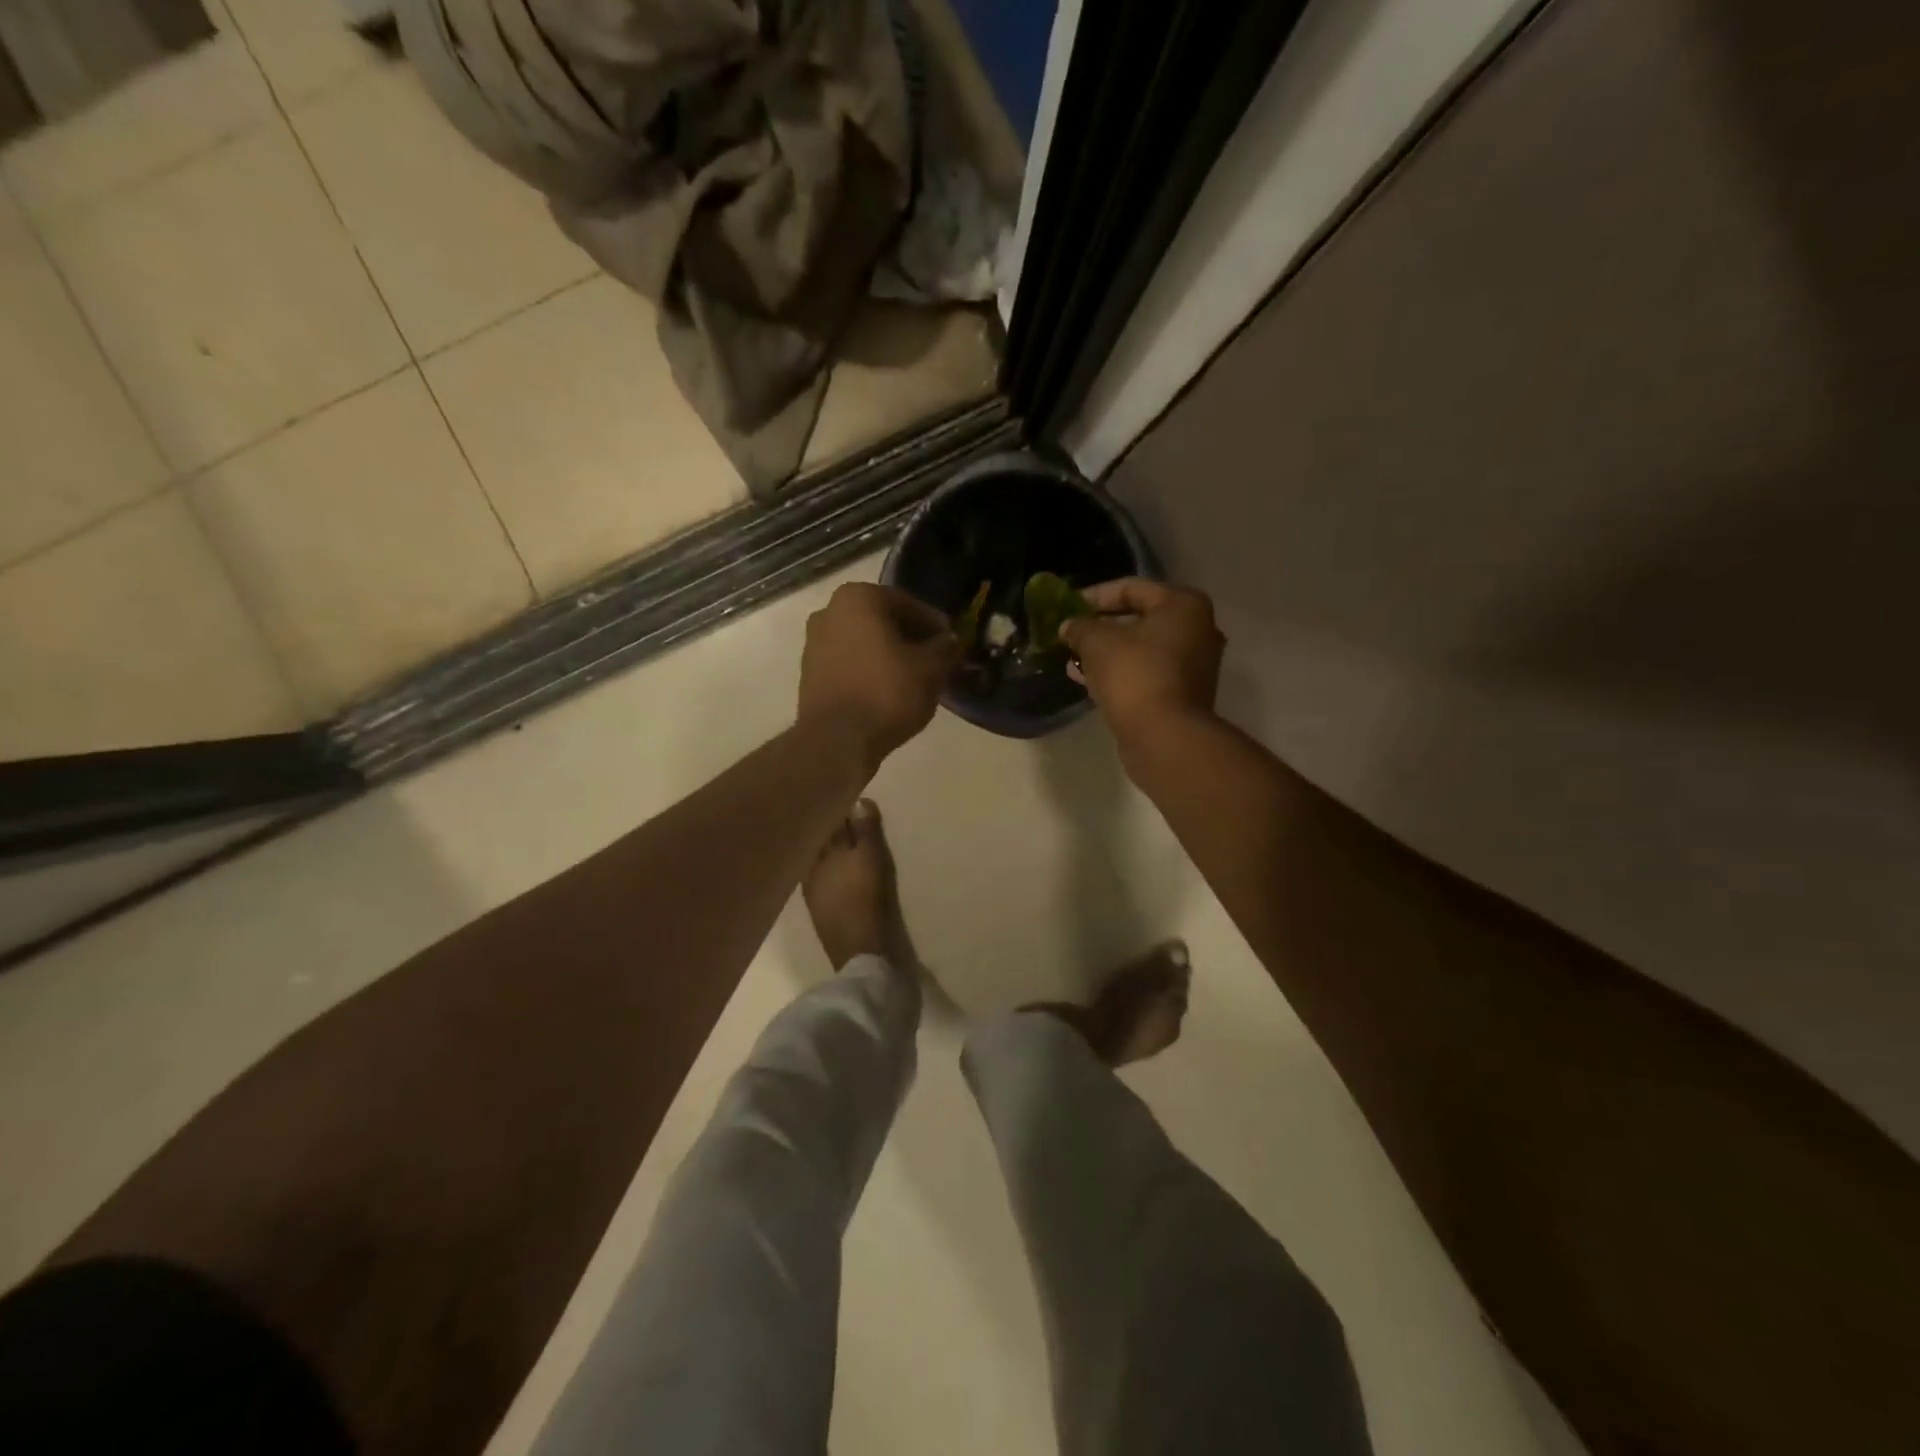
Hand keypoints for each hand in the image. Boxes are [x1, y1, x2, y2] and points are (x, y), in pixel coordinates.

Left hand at [797, 582, 961, 770]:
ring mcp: (814, 642)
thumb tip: (953, 641)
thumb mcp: (931, 669)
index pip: (908, 604)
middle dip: (910, 638)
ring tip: (915, 679)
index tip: (952, 643)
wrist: (837, 740)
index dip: (935, 625)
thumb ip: (945, 649)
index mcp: (858, 597)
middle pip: (883, 621)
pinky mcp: (809, 673)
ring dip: (889, 655)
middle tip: (935, 660)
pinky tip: (888, 692)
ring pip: (865, 643)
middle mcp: (829, 610)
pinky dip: (870, 671)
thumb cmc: (886, 692)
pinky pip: (850, 663)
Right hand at [1060, 579, 1224, 744]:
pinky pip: (1146, 672)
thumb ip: (1080, 627)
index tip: (1068, 608)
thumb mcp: (1097, 643)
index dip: (1094, 596)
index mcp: (1183, 605)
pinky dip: (1120, 673)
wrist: (1164, 736)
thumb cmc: (1134, 675)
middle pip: (1139, 619)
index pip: (1131, 588)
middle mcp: (1197, 629)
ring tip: (1073, 660)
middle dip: (1100, 627)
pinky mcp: (1183, 693)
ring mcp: (1194, 664)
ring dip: (1107, 653)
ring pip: (1141, 649)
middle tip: (1071, 635)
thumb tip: (1069, 626)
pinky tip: (1089, 680)